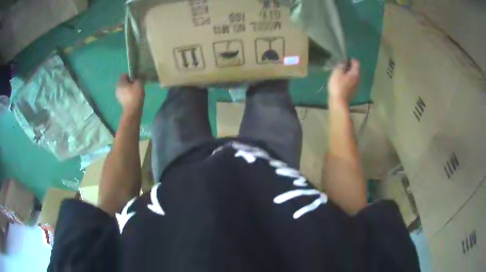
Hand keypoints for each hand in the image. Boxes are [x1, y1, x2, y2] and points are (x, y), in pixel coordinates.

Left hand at [116, 74, 144, 112]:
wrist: (132, 110)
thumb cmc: (135, 95)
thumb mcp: (139, 83)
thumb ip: (138, 78)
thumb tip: (137, 79)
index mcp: (120, 82)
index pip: (124, 75)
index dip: (131, 75)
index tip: (136, 79)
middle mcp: (117, 87)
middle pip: (124, 82)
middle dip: (129, 82)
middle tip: (137, 85)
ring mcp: (118, 95)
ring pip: (124, 89)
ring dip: (129, 89)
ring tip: (136, 92)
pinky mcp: (120, 101)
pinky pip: (124, 95)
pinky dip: (128, 95)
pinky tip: (133, 97)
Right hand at [328, 59, 359, 103]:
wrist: (338, 101)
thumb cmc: (338, 85)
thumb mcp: (337, 72)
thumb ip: (341, 65)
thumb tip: (344, 62)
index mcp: (355, 73)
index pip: (357, 63)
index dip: (351, 59)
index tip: (345, 59)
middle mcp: (358, 79)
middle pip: (356, 70)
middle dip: (350, 67)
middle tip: (342, 66)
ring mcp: (356, 86)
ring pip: (353, 77)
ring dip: (348, 74)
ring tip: (341, 73)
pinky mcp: (353, 92)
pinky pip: (351, 82)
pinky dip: (347, 80)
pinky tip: (341, 81)